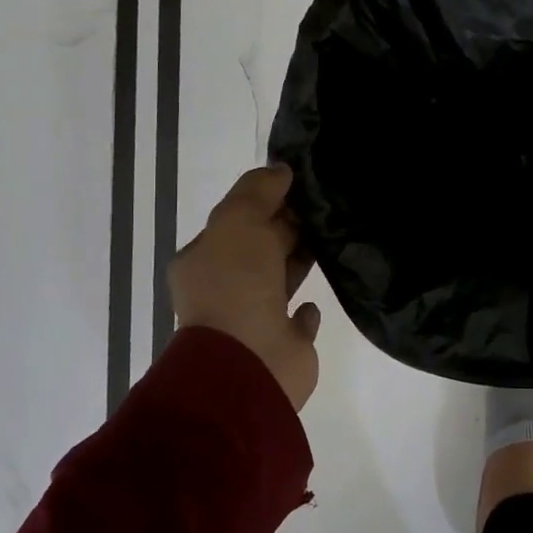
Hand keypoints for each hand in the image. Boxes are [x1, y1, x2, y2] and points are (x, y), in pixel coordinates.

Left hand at [170, 166, 322, 409]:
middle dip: (285, 228)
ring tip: (330, 239)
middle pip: (258, 249)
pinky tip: (315, 300)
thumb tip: (280, 171)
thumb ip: (257, 192)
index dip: (265, 201)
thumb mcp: (238, 222)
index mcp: (203, 261)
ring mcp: (252, 320)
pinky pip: (296, 321)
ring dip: (298, 261)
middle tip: (324, 206)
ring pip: (278, 280)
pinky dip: (305, 310)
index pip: (235, 221)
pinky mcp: (283, 345)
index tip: (299, 184)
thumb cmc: (236, 286)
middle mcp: (223, 289)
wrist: (249, 362)